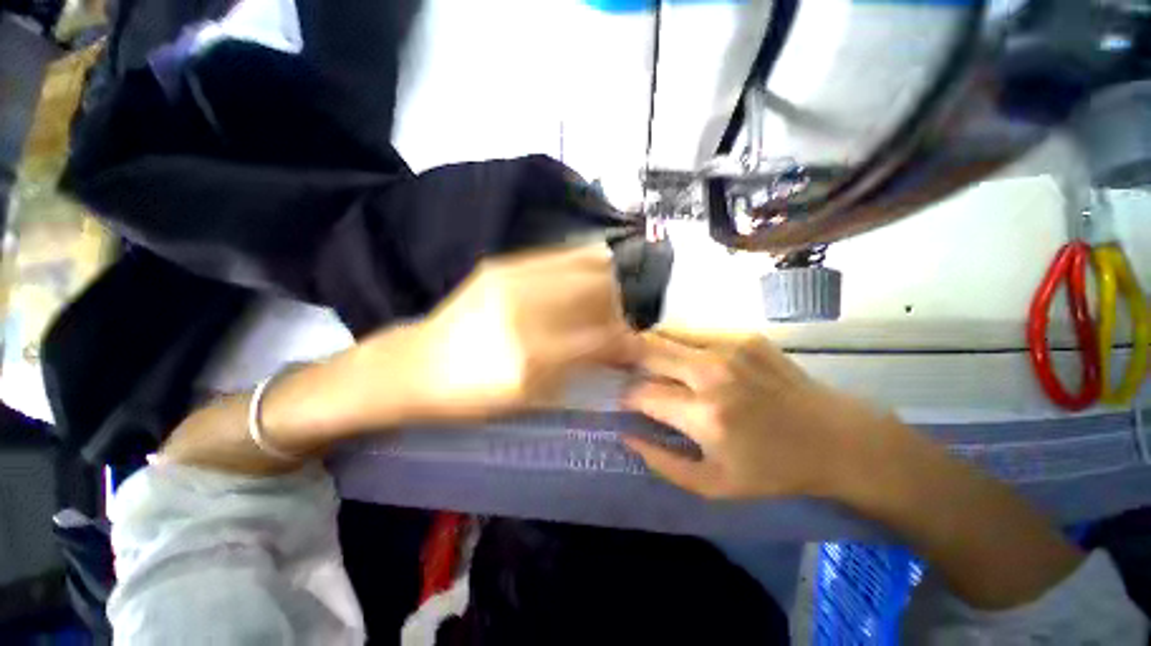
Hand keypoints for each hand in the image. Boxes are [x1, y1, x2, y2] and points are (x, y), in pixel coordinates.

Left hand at [348, 244, 637, 423]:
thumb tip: (616, 347)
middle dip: (618, 309)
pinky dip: (583, 267)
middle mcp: (525, 310)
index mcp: (530, 357)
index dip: (626, 342)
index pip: (603, 337)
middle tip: (614, 325)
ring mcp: (511, 278)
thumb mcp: (529, 398)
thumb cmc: (471, 394)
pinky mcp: (502, 263)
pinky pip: (561, 255)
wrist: (417, 364)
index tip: (632, 347)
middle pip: (600, 292)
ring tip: (600, 304)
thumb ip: (579, 369)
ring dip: (604, 287)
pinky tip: (581, 283)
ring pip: (587, 266)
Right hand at [622, 329, 905, 499]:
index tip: (624, 400)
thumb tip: (626, 434)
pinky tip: (678, 355)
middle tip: (617, 366)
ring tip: (641, 358)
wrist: (836, 439)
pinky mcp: (744, 336)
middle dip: (624, 358)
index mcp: (705, 415)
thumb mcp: (714, 486)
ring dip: (647, 346)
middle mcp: (712, 373)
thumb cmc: (773, 470)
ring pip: (665, 334)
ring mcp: (729, 348)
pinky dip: (675, 341)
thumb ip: (662, 462)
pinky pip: (692, 332)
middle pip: (647, 351)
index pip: (643, 393)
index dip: (626, 395)